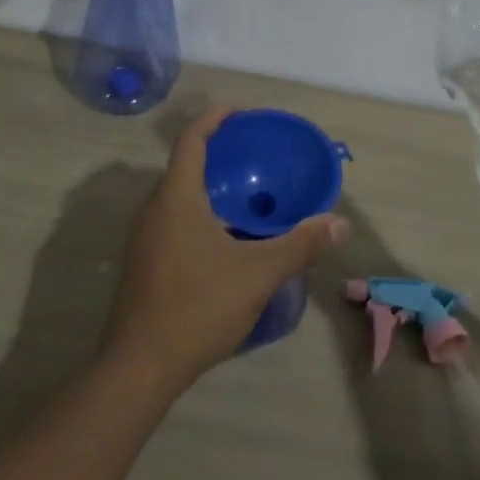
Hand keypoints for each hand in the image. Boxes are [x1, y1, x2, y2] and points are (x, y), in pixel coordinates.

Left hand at [102, 109, 348, 387]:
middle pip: (184, 166)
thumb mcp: (258, 273)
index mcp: (176, 198)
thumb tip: (339, 223)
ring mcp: (143, 238)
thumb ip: (300, 245)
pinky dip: (198, 213)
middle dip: (217, 154)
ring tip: (245, 195)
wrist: (140, 366)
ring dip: (208, 187)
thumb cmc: (198, 306)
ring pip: (177, 196)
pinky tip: (224, 239)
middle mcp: (153, 210)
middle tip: (253, 157)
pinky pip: (172, 220)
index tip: (241, 113)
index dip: (214, 119)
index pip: (191, 140)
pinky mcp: (143, 263)